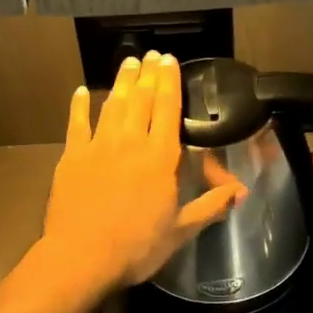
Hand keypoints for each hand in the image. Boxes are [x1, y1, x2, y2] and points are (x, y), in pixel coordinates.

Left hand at [39, 51, 245, 295]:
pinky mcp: (72, 157)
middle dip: (148, 74)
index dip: (170, 82)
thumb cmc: (136, 246)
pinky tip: (82, 91)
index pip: (168, 109)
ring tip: (129, 62)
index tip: (170, 60)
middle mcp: (130, 142)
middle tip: (151, 55)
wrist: (82, 257)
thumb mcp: (181, 230)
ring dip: (122, 82)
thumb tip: (241, 192)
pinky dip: (79, 106)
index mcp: (160, 157)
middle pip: (141, 99)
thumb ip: (210, 206)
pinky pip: (76, 124)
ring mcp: (98, 146)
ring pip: (112, 105)